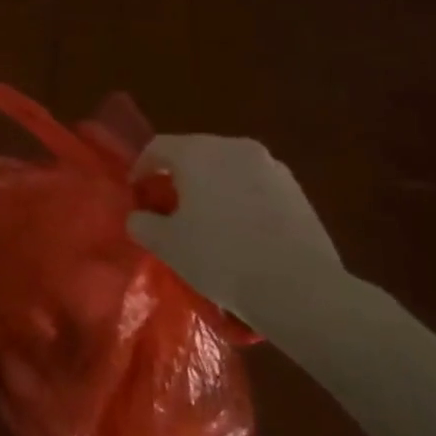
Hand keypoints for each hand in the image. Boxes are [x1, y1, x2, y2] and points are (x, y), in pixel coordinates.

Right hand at [126, 135, 344, 322]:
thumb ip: (142, 223)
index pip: (158, 147)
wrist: (299, 288)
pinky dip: (240, 199)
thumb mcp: (166, 244)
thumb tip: (140, 216)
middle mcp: (234, 148)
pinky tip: (241, 233)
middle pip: (195, 153)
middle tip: (168, 207)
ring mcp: (271, 167)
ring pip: (228, 169)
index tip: (137, 194)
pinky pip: (255, 186)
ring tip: (206, 222)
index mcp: (198, 152)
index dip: (141, 168)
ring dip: (212, 187)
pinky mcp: (297, 190)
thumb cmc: (220, 257)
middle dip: (178, 176)